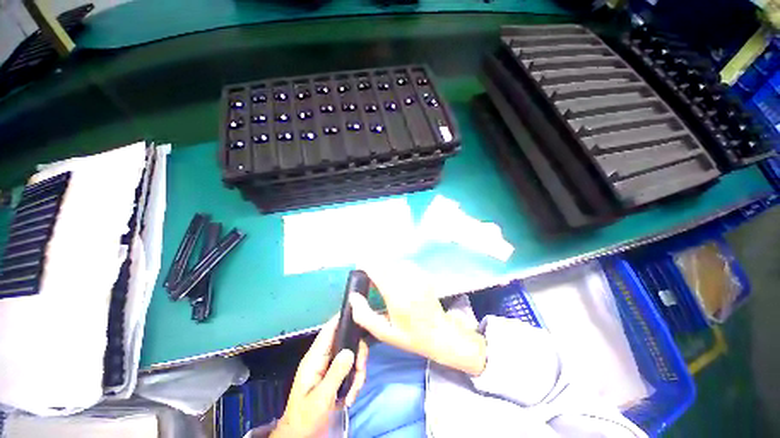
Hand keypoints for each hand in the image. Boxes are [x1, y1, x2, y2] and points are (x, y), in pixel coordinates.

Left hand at [271, 316, 368, 437]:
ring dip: (357, 373)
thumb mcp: (321, 398)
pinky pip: (350, 369)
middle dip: (357, 356)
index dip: (342, 318)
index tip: (359, 314)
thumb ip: (336, 373)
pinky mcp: (335, 376)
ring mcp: (329, 367)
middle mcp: (323, 358)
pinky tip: (351, 396)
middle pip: (346, 342)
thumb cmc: (306, 418)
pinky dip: (355, 380)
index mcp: (315, 358)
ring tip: (354, 392)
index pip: (329, 330)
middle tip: (361, 372)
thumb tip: (350, 350)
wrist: (300, 437)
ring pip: (351, 357)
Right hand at [349, 261, 486, 375]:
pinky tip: (399, 280)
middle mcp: (408, 282)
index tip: (359, 268)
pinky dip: (398, 268)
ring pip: (396, 263)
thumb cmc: (411, 336)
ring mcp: (418, 277)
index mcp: (397, 297)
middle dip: (375, 267)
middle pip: (386, 264)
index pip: (378, 271)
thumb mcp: (385, 333)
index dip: (366, 266)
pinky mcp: (424, 275)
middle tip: (371, 279)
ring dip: (387, 268)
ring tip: (385, 281)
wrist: (441, 334)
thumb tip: (353, 296)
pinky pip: (406, 265)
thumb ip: (365, 316)